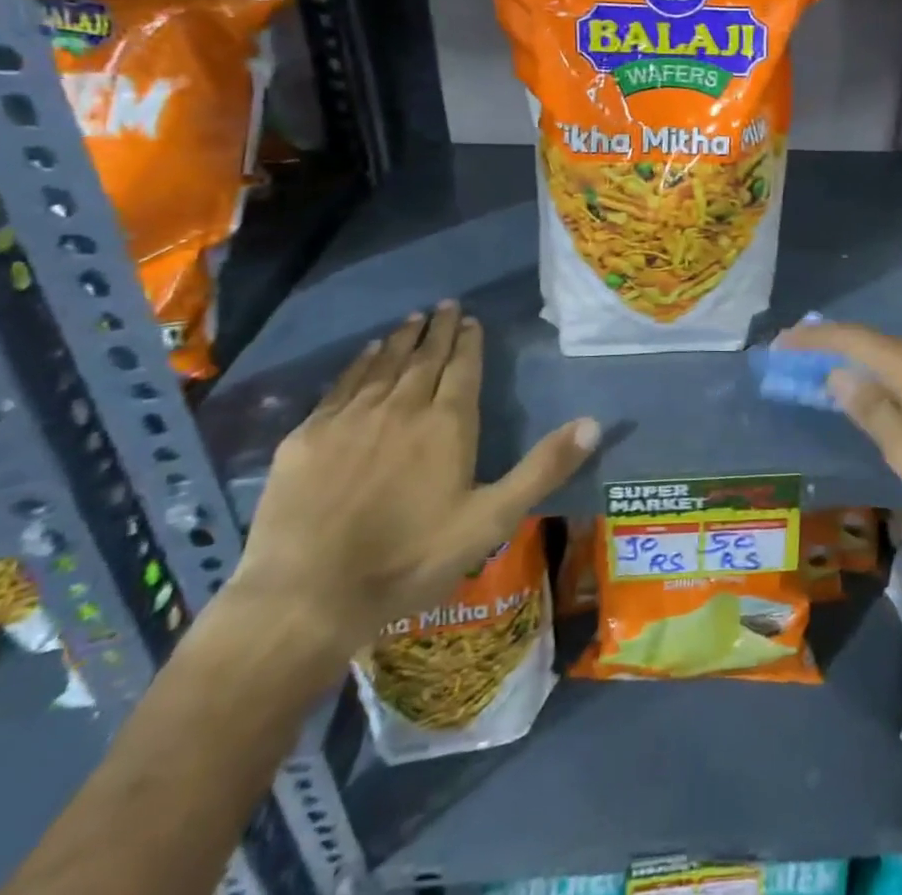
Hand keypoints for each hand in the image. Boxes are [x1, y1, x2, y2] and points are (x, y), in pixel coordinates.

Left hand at [230, 302, 598, 660]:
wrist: (308, 596)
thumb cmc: (411, 559)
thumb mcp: (491, 520)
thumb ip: (543, 468)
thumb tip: (594, 424)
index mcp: (447, 424)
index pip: (462, 368)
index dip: (469, 342)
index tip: (471, 319)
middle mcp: (402, 407)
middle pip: (425, 358)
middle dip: (438, 330)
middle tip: (446, 305)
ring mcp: (351, 418)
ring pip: (383, 365)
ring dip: (401, 339)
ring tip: (412, 319)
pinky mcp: (309, 436)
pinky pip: (341, 385)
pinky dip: (358, 363)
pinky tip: (365, 353)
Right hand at [778, 320, 901, 563]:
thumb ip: (874, 412)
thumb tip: (839, 375)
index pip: (854, 339)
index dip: (814, 339)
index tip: (781, 345)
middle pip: (880, 342)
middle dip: (839, 351)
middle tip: (804, 367)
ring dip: (871, 364)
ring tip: (843, 383)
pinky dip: (901, 375)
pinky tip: (898, 399)